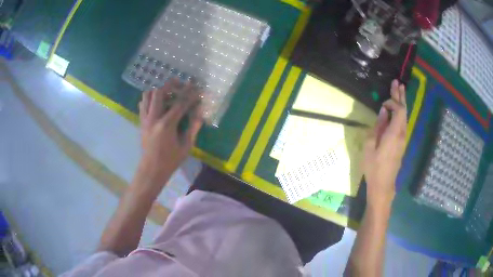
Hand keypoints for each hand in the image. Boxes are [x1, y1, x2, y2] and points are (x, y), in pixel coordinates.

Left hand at [137, 79, 202, 189]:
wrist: (151, 170)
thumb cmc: (170, 160)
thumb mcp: (186, 146)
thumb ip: (193, 127)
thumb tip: (200, 112)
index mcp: (166, 125)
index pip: (179, 104)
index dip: (189, 94)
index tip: (196, 87)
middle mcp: (153, 118)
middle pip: (159, 93)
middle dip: (170, 84)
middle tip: (179, 83)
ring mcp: (145, 119)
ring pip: (148, 95)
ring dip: (158, 90)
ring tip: (167, 91)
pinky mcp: (141, 122)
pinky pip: (143, 104)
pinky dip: (150, 98)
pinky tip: (157, 101)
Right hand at [363, 80, 406, 208]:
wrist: (383, 185)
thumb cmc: (374, 167)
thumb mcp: (370, 146)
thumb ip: (378, 126)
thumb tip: (384, 112)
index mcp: (394, 133)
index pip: (399, 110)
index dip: (392, 102)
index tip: (382, 104)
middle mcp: (402, 134)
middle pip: (404, 111)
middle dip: (400, 96)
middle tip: (397, 82)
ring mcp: (403, 138)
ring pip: (404, 116)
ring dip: (402, 102)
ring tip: (400, 90)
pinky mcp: (401, 143)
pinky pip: (403, 123)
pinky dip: (401, 112)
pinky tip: (398, 108)